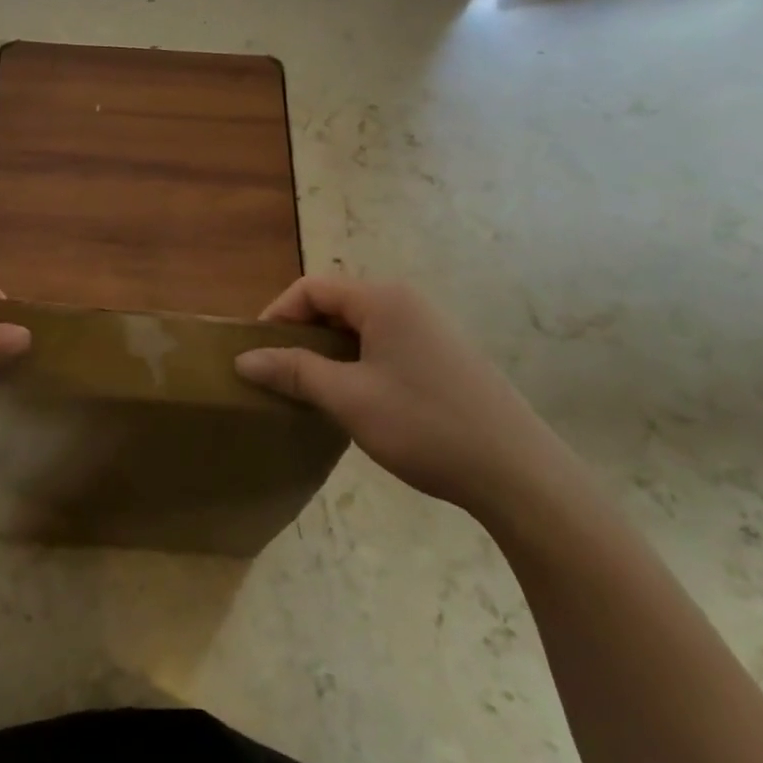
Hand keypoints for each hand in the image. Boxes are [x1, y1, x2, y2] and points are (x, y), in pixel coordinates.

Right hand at [234, 276, 555, 515]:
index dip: (277, 314)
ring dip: (329, 351)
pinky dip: (358, 362)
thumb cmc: (425, 426)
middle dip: (302, 334)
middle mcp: (407, 302)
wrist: (518, 474)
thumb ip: (294, 371)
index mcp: (383, 299)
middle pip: (336, 303)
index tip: (257, 352)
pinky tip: (357, 400)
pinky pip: (385, 345)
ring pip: (361, 327)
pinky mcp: (444, 356)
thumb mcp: (348, 398)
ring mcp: (430, 329)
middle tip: (280, 373)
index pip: (312, 288)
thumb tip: (244, 358)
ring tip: (312, 389)